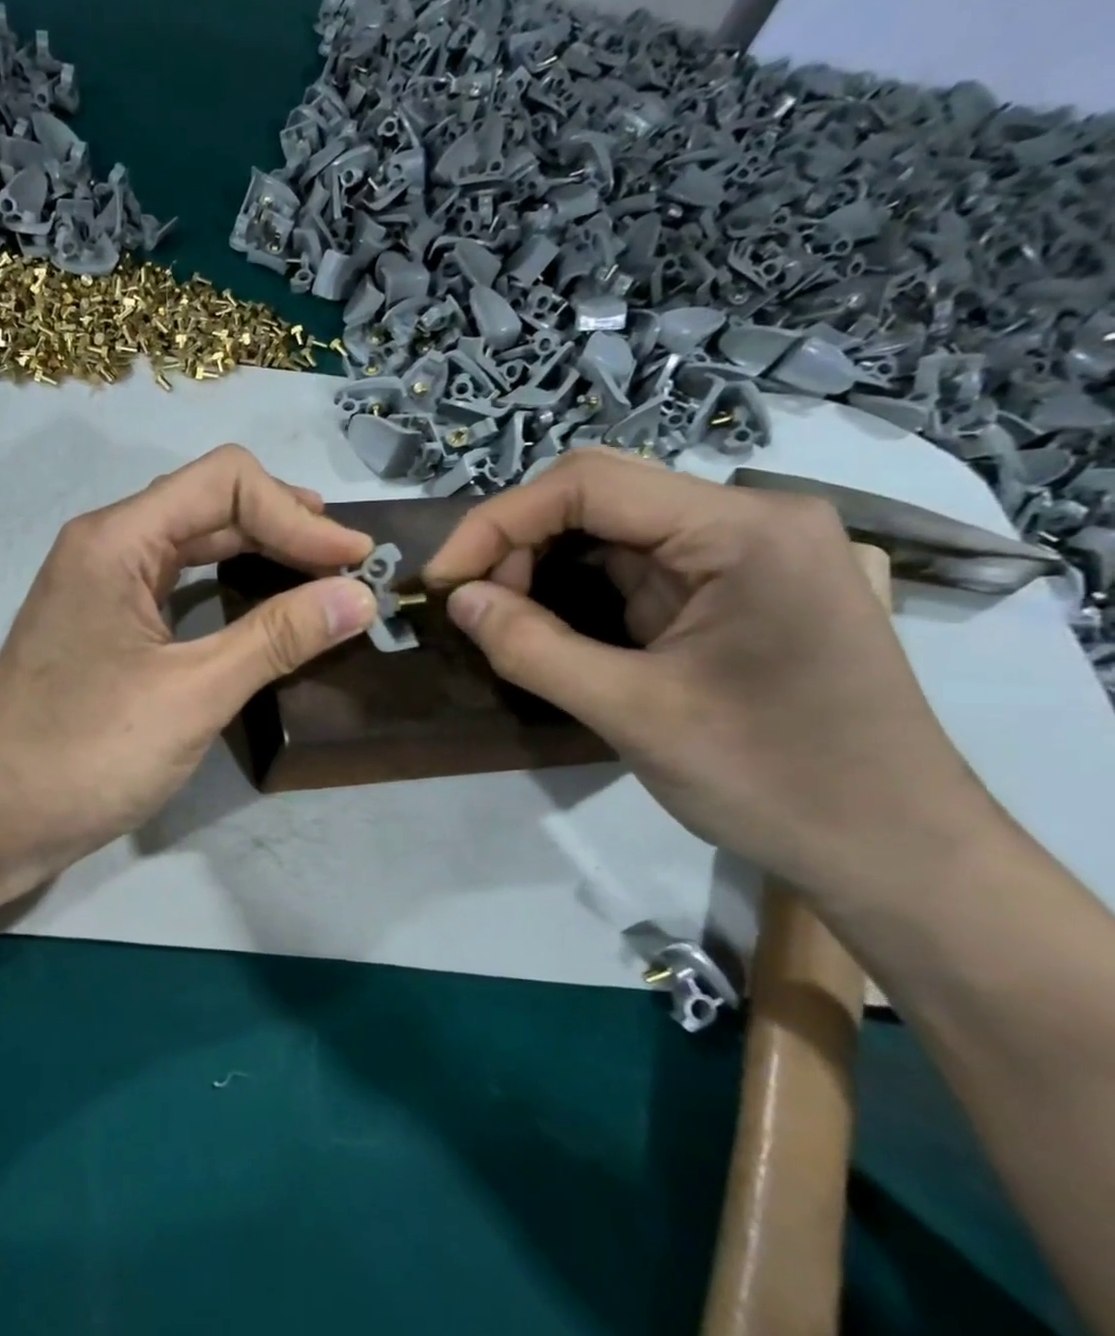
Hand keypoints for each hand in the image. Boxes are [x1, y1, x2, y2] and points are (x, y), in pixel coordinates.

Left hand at [0, 446, 376, 882]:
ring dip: (258, 553)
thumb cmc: (86, 753)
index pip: (224, 482)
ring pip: (192, 544)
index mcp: (117, 539)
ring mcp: (100, 586)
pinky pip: (175, 585)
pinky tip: (262, 610)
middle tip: (348, 567)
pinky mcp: (103, 626)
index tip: (354, 560)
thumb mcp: (191, 693)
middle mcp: (105, 546)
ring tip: (320, 578)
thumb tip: (360, 597)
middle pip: (208, 504)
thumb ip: (276, 637)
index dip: (297, 513)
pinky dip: (226, 587)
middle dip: (283, 526)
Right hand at [423, 449, 985, 891]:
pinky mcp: (736, 587)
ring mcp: (747, 552)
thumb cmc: (773, 781)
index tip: (442, 581)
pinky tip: (547, 622)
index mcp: (743, 531)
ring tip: (502, 617)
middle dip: (517, 540)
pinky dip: (576, 586)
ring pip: (612, 528)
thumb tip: (458, 600)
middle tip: (472, 603)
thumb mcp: (634, 715)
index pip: (589, 484)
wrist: (893, 851)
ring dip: (542, 563)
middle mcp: (750, 520)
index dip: (497, 522)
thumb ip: (532, 648)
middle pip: (599, 493)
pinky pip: (636, 564)